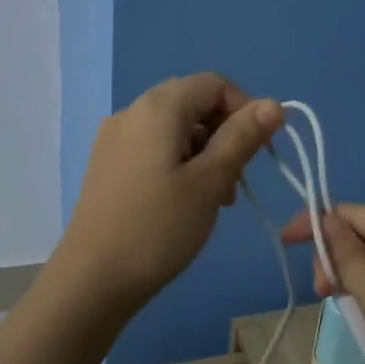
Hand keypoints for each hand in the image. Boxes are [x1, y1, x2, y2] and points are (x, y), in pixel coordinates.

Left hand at [59, 74, 283, 311]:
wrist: (91, 280)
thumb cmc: (158, 228)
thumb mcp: (210, 182)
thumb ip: (242, 138)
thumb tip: (273, 104)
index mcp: (158, 108)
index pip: (213, 83)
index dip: (245, 108)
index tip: (260, 149)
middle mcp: (132, 113)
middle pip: (192, 103)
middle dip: (225, 133)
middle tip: (238, 179)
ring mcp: (115, 139)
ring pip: (175, 128)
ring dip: (205, 151)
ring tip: (216, 198)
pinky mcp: (108, 165)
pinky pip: (154, 148)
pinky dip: (180, 163)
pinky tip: (186, 201)